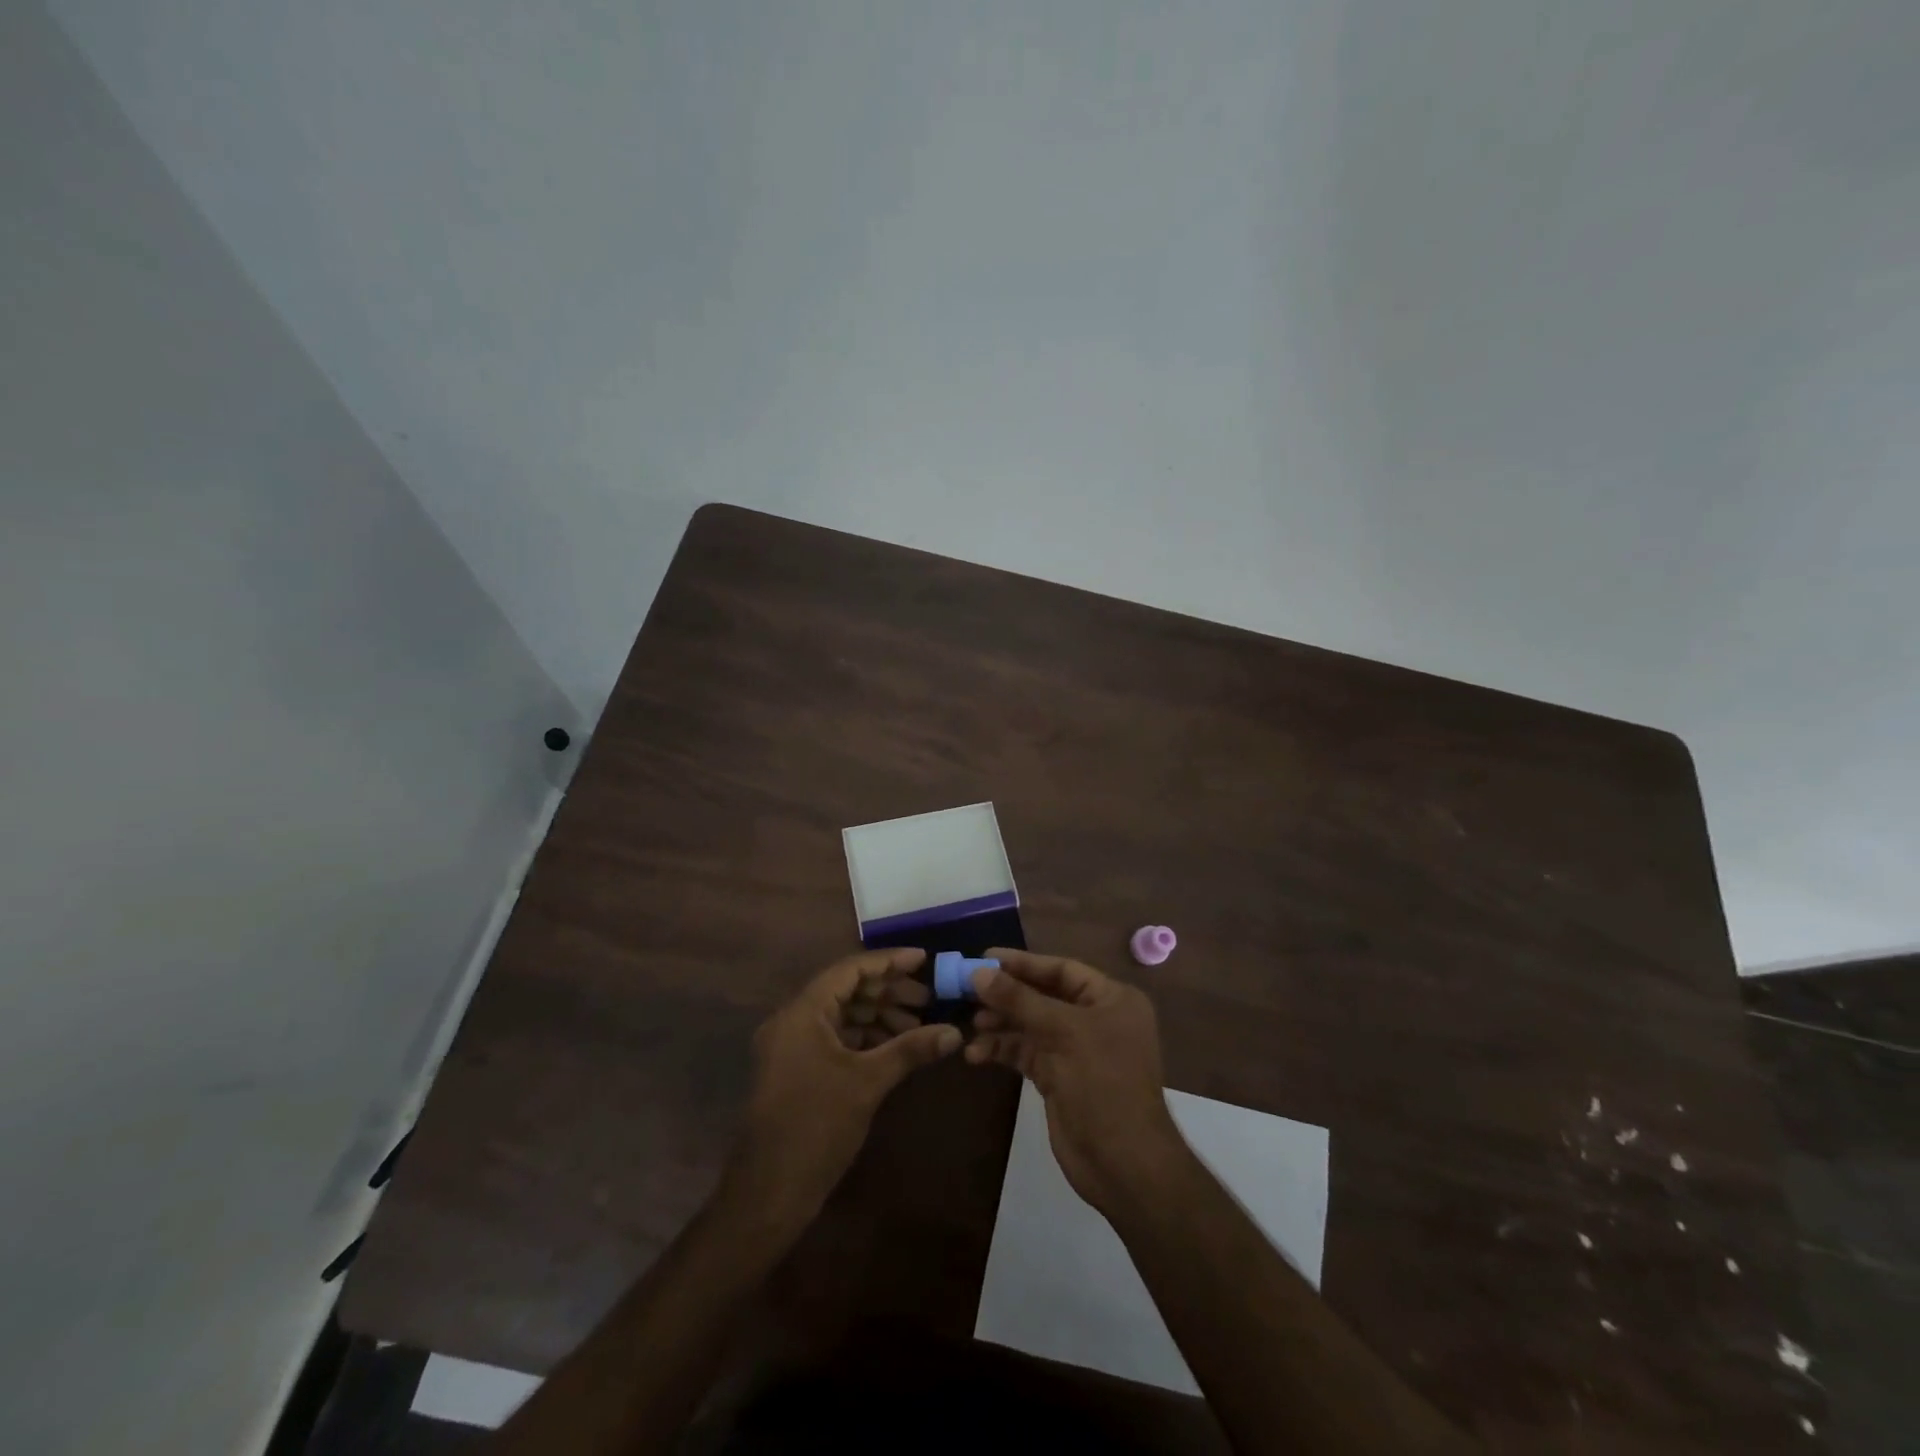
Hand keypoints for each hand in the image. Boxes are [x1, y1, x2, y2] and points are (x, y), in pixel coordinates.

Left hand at [729, 948, 960, 1223]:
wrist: (769, 1192)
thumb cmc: (817, 1126)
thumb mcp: (868, 1082)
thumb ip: (910, 1049)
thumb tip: (953, 1032)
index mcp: (803, 1012)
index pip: (850, 970)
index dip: (888, 962)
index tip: (924, 960)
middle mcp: (793, 1021)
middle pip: (846, 990)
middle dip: (888, 992)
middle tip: (928, 999)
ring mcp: (793, 1047)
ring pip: (842, 1015)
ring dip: (879, 1016)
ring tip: (918, 1024)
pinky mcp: (798, 1070)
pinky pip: (835, 1038)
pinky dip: (864, 1037)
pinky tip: (895, 1046)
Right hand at [964, 949, 1187, 1214]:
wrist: (1124, 1164)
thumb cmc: (1104, 1084)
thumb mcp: (1063, 1033)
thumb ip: (1020, 1000)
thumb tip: (978, 972)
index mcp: (1111, 999)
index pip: (1061, 970)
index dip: (1023, 963)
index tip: (983, 958)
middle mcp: (1095, 1019)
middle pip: (1042, 996)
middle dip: (1006, 995)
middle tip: (966, 989)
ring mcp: (1076, 1050)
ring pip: (1030, 1025)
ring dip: (1000, 1023)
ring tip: (969, 1022)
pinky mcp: (1058, 1077)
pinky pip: (1026, 1053)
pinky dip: (1002, 1050)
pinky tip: (976, 1053)